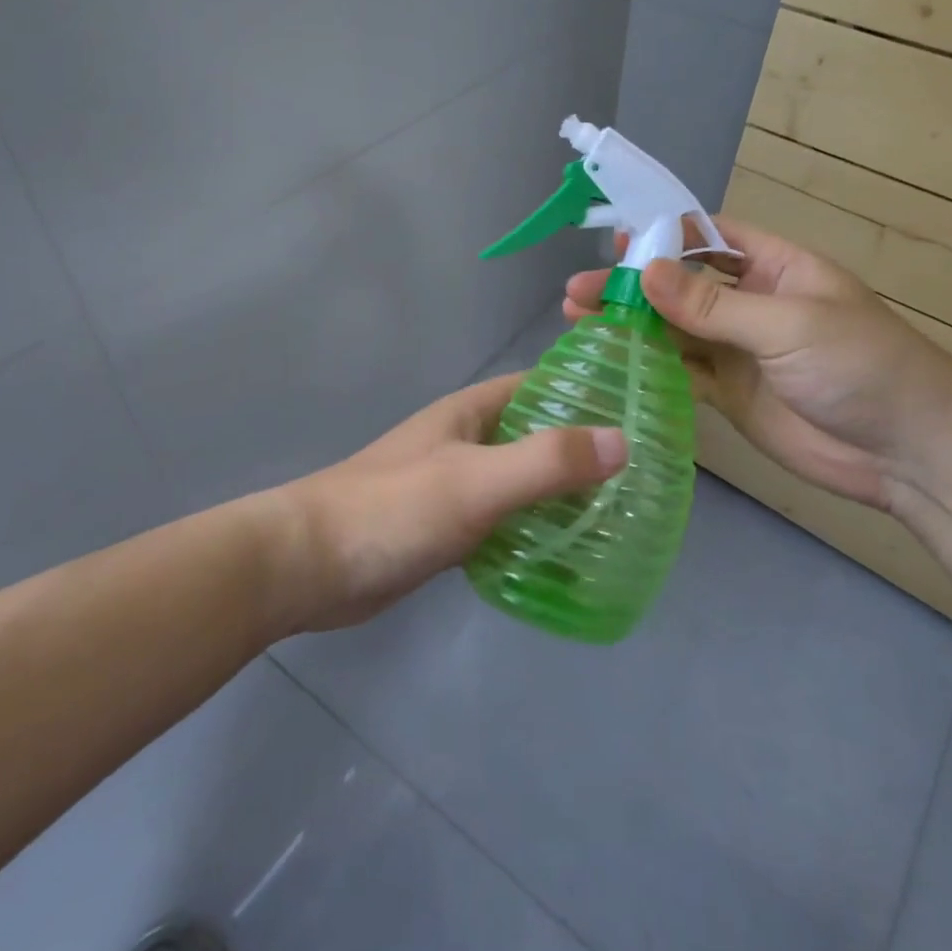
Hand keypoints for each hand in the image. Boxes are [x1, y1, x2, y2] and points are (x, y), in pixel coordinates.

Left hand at [276, 375, 626, 632]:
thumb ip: (546, 461)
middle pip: (535, 435)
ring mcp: (455, 485)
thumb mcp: (477, 481)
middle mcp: (466, 441)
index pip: (540, 385)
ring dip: (560, 494)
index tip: (640, 411)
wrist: (310, 565)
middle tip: (642, 475)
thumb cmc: (394, 508)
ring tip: (618, 515)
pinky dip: (533, 530)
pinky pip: (503, 521)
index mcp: (472, 412)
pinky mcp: (446, 528)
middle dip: (582, 450)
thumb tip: (622, 441)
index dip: (587, 392)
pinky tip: (567, 554)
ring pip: (521, 481)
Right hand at [564, 217, 951, 510]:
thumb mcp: (788, 323)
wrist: (908, 453)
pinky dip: (648, 365)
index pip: (710, 237)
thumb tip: (646, 271)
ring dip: (632, 324)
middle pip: (682, 285)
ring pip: (675, 330)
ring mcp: (739, 351)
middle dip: (634, 284)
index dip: (664, 236)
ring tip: (579, 320)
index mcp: (776, 267)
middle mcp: (751, 303)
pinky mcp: (729, 394)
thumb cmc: (861, 366)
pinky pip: (682, 372)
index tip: (614, 242)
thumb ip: (714, 304)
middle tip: (579, 291)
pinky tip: (611, 359)